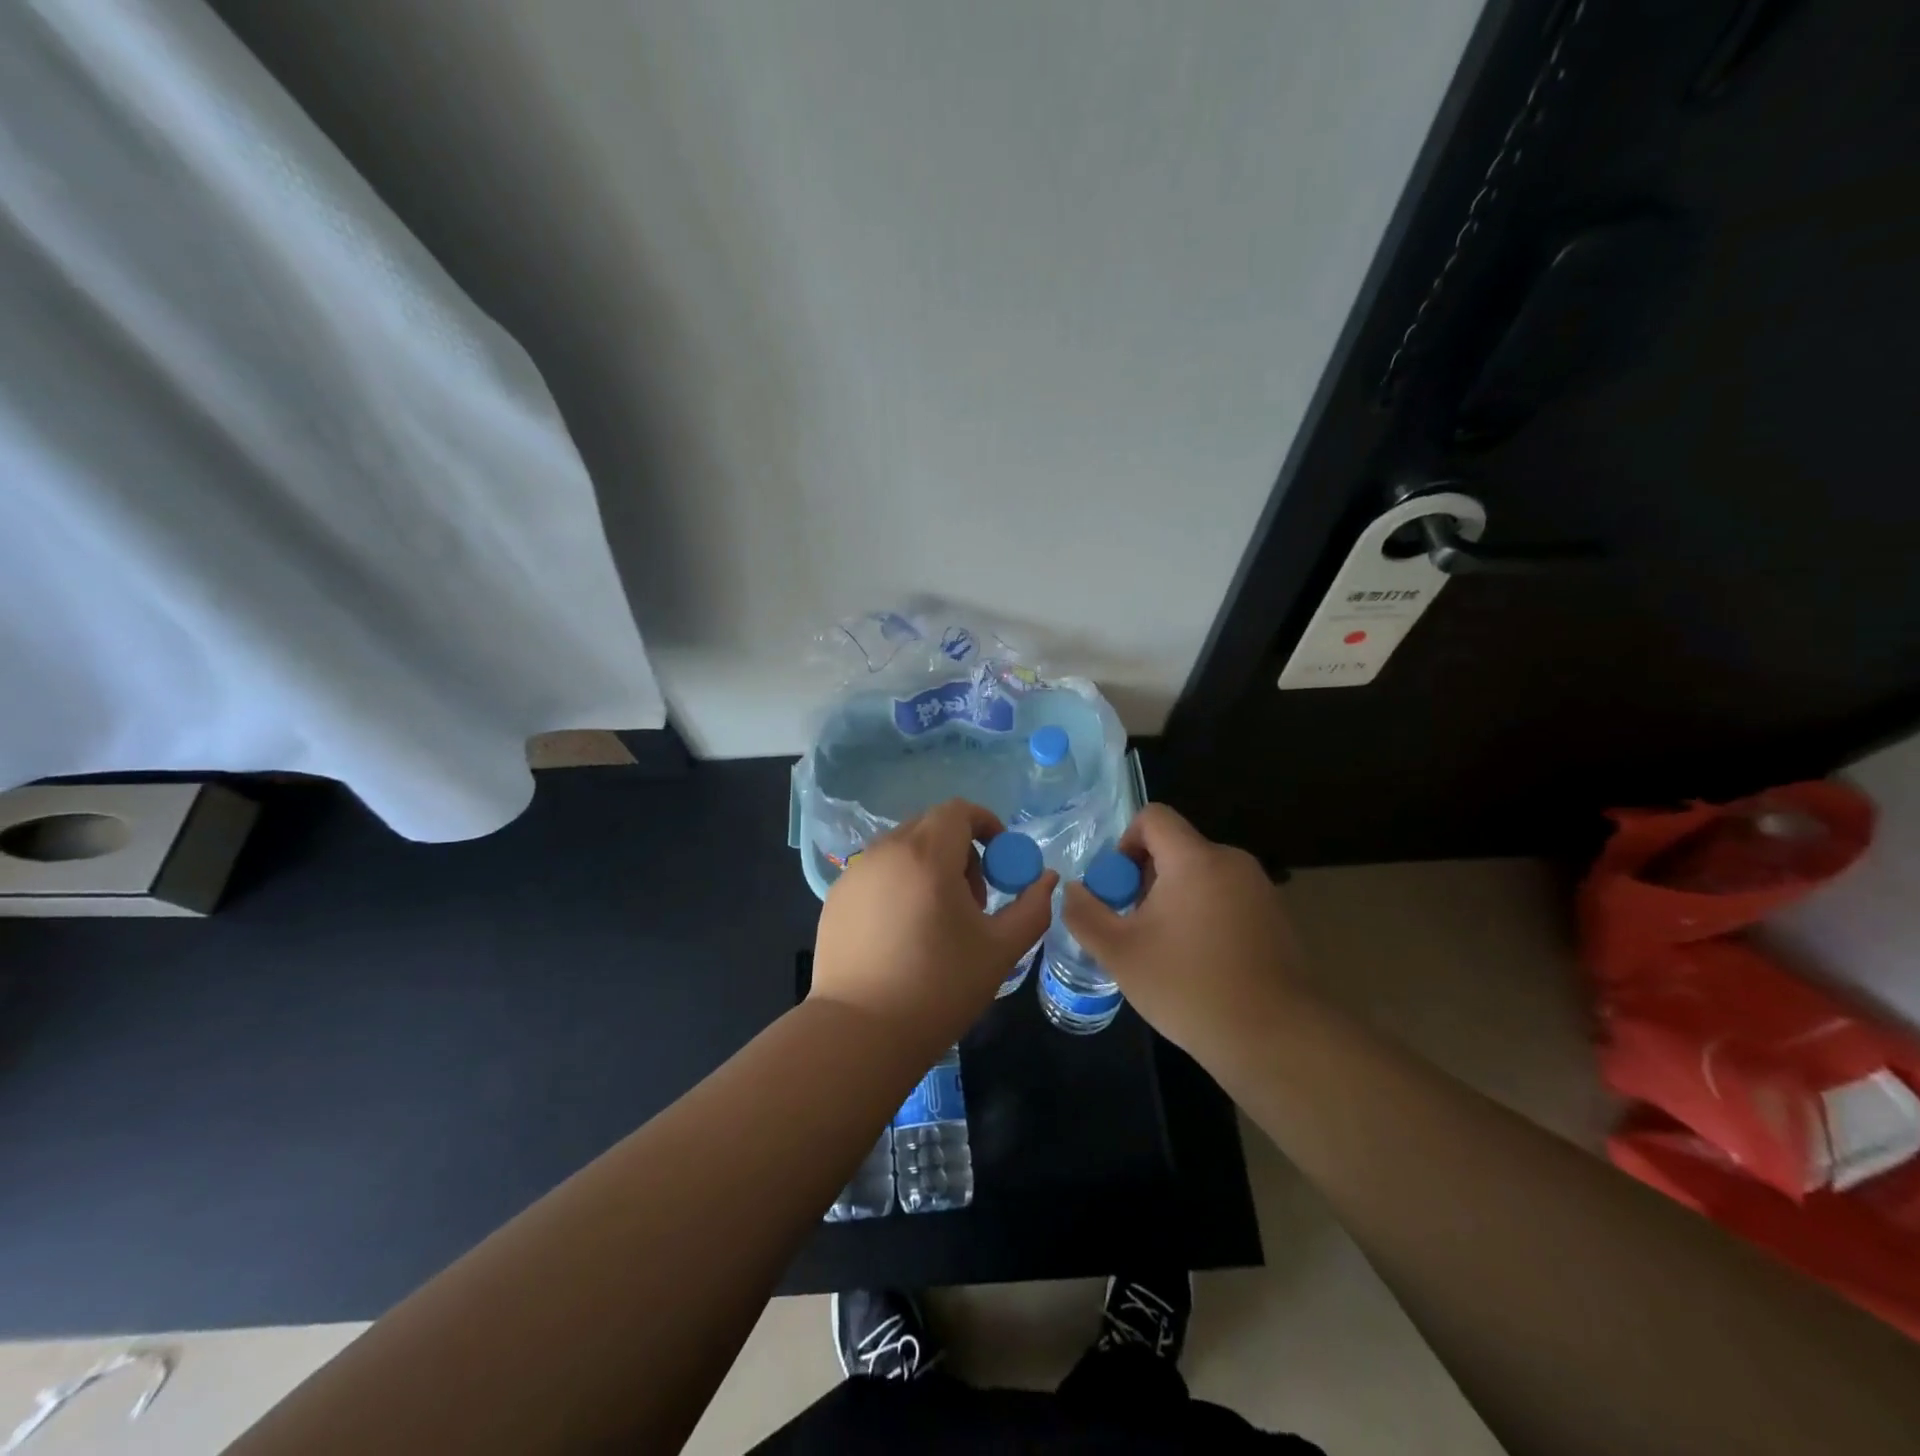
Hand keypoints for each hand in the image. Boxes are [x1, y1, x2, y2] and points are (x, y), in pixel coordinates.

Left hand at [811, 799, 1057, 1049]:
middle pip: (930, 826)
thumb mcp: (1000, 949)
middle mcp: (886, 851)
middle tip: (973, 899)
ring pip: (902, 848)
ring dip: (929, 866)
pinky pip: (877, 872)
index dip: (986, 825)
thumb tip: (1047, 879)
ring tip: (937, 920)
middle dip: (960, 849)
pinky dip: (899, 883)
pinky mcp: (835, 897)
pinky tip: (902, 933)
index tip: (1000, 861)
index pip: (958, 811)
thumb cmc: (939, 987)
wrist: (860, 1033)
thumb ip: (1032, 907)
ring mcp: (855, 873)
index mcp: (926, 854)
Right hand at [1061, 803, 1306, 1069]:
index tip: (1119, 888)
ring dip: (1175, 899)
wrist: (1276, 1039)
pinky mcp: (1277, 918)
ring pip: (1201, 875)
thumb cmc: (1189, 987)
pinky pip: (1227, 898)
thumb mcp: (1120, 954)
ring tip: (1166, 949)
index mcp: (1195, 859)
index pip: (1154, 817)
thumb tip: (1074, 890)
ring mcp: (1260, 890)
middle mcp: (1232, 862)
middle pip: (1176, 848)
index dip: (1125, 843)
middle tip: (1135, 926)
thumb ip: (1086, 914)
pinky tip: (1201, 964)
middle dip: (1146, 878)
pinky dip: (1205, 916)